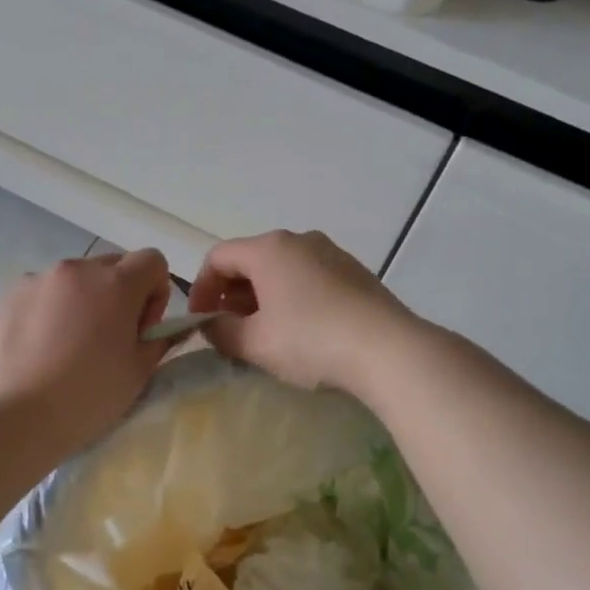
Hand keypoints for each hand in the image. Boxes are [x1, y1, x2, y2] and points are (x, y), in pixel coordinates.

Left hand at [0, 249, 174, 451]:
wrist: (12, 417)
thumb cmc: (86, 397)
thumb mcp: (138, 373)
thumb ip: (159, 341)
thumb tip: (165, 329)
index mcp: (115, 284)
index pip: (152, 260)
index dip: (156, 292)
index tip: (142, 329)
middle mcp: (76, 270)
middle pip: (112, 266)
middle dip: (120, 295)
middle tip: (109, 339)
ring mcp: (37, 280)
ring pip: (74, 281)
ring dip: (83, 302)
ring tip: (68, 348)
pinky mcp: (7, 297)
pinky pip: (42, 294)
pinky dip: (50, 312)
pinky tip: (39, 351)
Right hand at [187, 231, 418, 393]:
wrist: (388, 350)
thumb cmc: (310, 341)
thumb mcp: (254, 343)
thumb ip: (221, 332)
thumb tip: (212, 325)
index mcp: (268, 249)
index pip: (218, 257)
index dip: (201, 289)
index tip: (201, 322)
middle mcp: (299, 240)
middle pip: (251, 260)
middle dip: (232, 295)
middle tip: (230, 330)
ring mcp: (332, 253)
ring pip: (282, 270)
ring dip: (263, 297)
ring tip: (265, 334)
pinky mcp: (355, 272)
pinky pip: (310, 278)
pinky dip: (293, 298)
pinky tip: (302, 332)